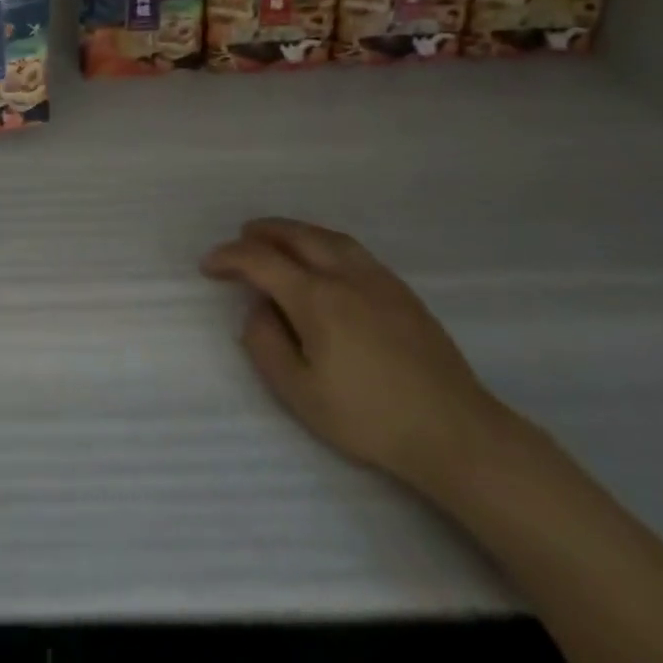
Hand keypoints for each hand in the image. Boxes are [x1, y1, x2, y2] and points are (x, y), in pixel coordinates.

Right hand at [201, 218, 511, 492]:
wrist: (454, 431)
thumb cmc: (369, 417)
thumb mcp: (301, 393)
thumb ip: (267, 345)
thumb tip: (259, 310)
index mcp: (316, 297)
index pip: (261, 261)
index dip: (230, 257)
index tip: (208, 266)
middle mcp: (345, 275)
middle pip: (296, 235)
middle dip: (262, 232)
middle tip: (241, 237)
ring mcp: (378, 279)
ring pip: (327, 236)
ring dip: (295, 231)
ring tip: (277, 239)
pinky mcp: (401, 290)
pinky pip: (351, 249)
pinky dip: (323, 242)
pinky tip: (323, 259)